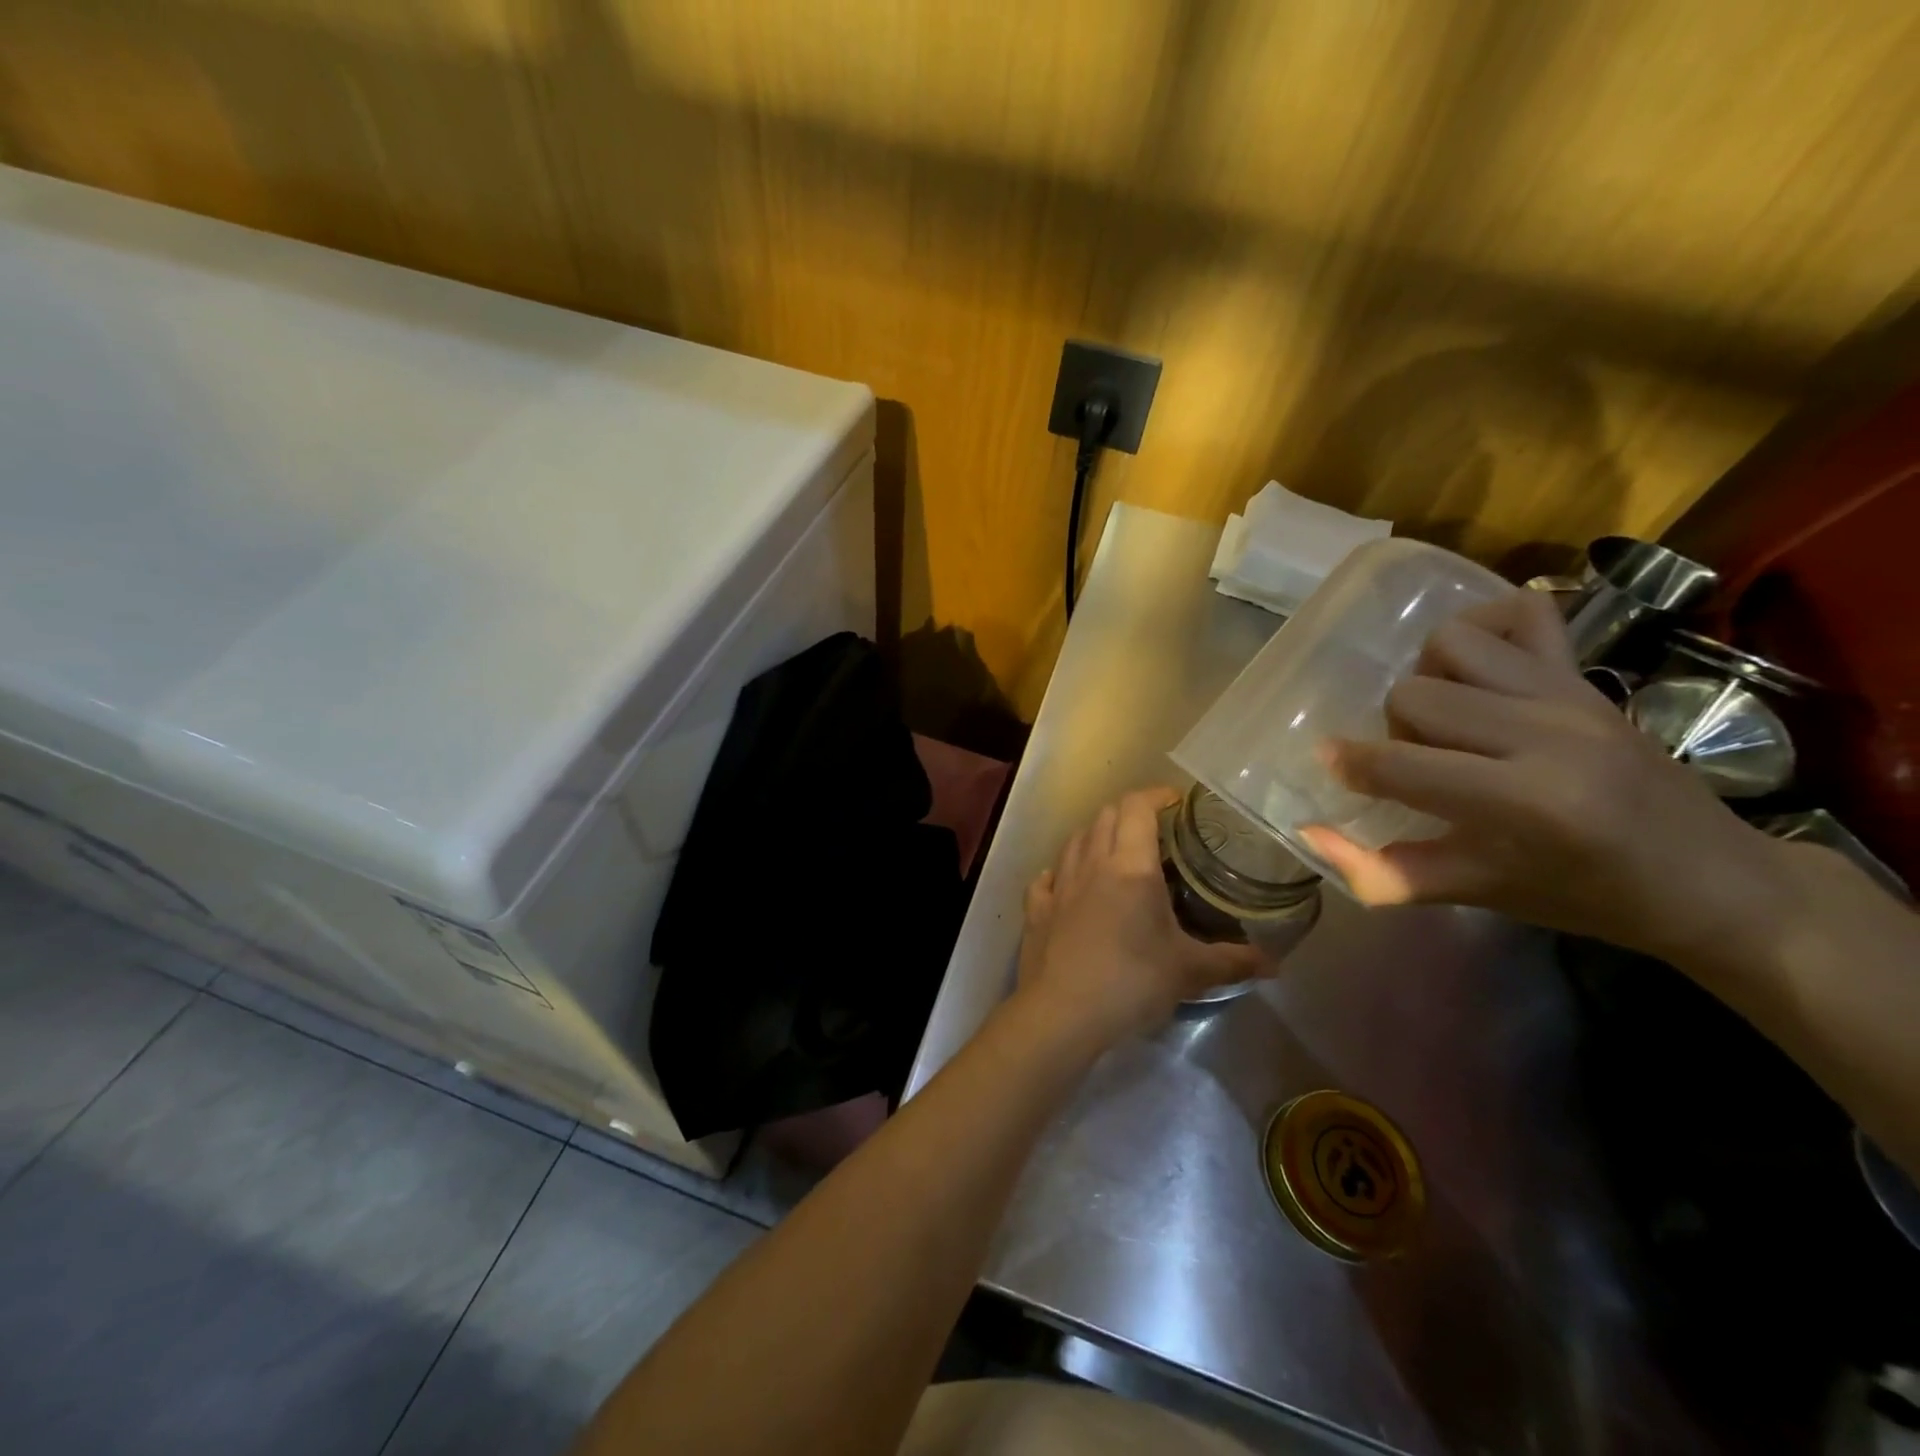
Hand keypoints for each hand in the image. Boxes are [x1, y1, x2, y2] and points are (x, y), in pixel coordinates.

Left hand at [1014, 788, 1265, 1051]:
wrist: (1062, 1013)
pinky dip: (1061, 871)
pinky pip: (1047, 877)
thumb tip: (1274, 963)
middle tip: (1154, 828)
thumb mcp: (1190, 971)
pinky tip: (1069, 883)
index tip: (1176, 801)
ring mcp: (1059, 884)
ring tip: (1116, 851)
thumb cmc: (1131, 982)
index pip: (1137, 807)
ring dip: (1096, 835)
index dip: (1156, 795)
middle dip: (1130, 811)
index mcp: (1130, 866)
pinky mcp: (1036, 908)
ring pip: (1075, 839)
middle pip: (1105, 815)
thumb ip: (1233, 961)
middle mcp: (1091, 863)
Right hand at [1295, 590, 1779, 960]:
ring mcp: (1570, 693)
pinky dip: (1483, 627)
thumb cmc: (1585, 896)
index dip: (1351, 764)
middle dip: (1395, 730)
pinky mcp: (1587, 673)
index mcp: (1525, 800)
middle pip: (1413, 694)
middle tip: (1420, 764)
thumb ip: (1384, 871)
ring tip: (1448, 720)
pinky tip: (1474, 667)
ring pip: (1451, 644)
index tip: (1330, 765)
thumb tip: (1309, 833)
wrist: (1713, 879)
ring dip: (1429, 678)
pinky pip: (1522, 612)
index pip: (1401, 764)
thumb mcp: (1477, 894)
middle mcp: (1547, 732)